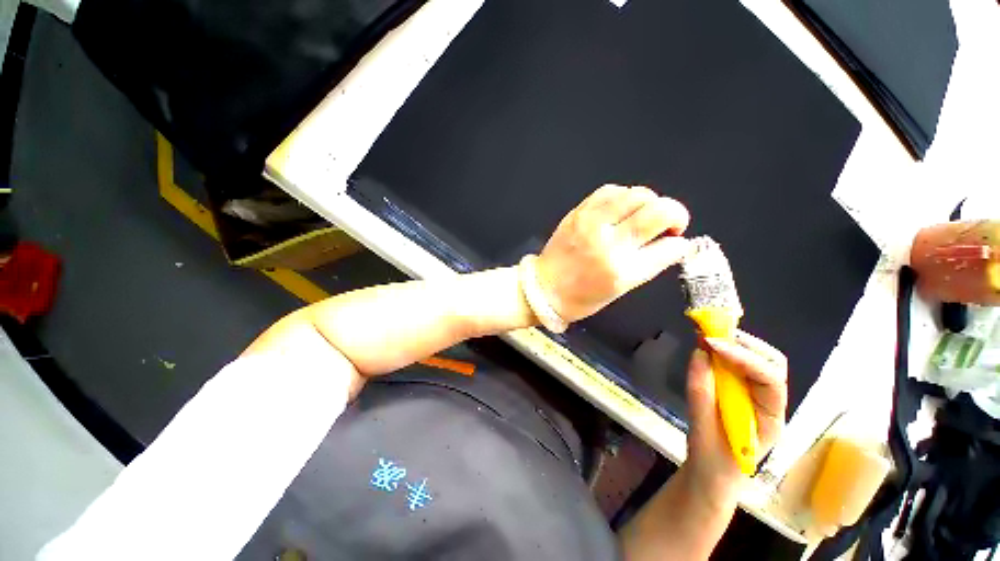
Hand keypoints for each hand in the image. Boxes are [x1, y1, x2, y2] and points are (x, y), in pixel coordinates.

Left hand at [535, 185, 691, 321]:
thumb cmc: (582, 297)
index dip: (680, 244)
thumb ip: (649, 263)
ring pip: (637, 194)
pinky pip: (610, 191)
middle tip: (668, 225)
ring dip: (650, 202)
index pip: (671, 247)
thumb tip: (672, 242)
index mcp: (622, 270)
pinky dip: (624, 196)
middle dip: (675, 214)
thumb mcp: (621, 289)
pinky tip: (622, 208)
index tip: (675, 243)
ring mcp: (592, 223)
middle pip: (659, 211)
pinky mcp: (578, 212)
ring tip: (643, 215)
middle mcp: (609, 243)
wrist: (543, 287)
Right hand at [683, 330, 787, 504]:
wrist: (713, 478)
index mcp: (770, 420)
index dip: (744, 358)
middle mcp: (771, 404)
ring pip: (762, 362)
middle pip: (773, 364)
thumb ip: (700, 392)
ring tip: (708, 338)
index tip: (711, 344)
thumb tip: (699, 353)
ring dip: (737, 345)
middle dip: (744, 345)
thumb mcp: (701, 429)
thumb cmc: (712, 462)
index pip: (770, 381)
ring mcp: (760, 398)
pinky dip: (727, 352)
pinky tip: (709, 349)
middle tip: (711, 335)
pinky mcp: (745, 393)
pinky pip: (743, 366)